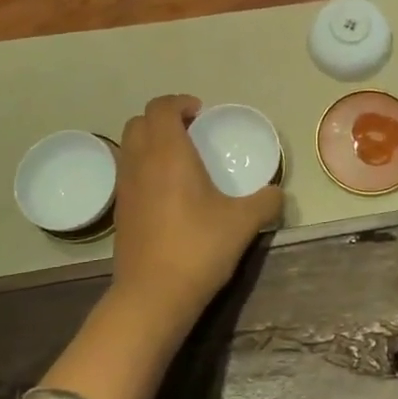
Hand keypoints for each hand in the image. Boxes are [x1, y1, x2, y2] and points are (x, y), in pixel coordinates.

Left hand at [110, 95, 283, 329]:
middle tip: (191, 133)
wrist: (152, 296)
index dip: (180, 103)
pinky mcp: (120, 212)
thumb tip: (277, 194)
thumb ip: (265, 202)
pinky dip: (144, 168)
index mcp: (168, 154)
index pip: (161, 108)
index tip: (201, 114)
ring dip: (151, 143)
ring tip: (180, 161)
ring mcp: (125, 188)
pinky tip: (169, 193)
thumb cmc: (198, 248)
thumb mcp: (243, 223)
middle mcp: (140, 163)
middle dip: (163, 119)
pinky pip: (128, 173)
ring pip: (129, 147)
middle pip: (139, 122)